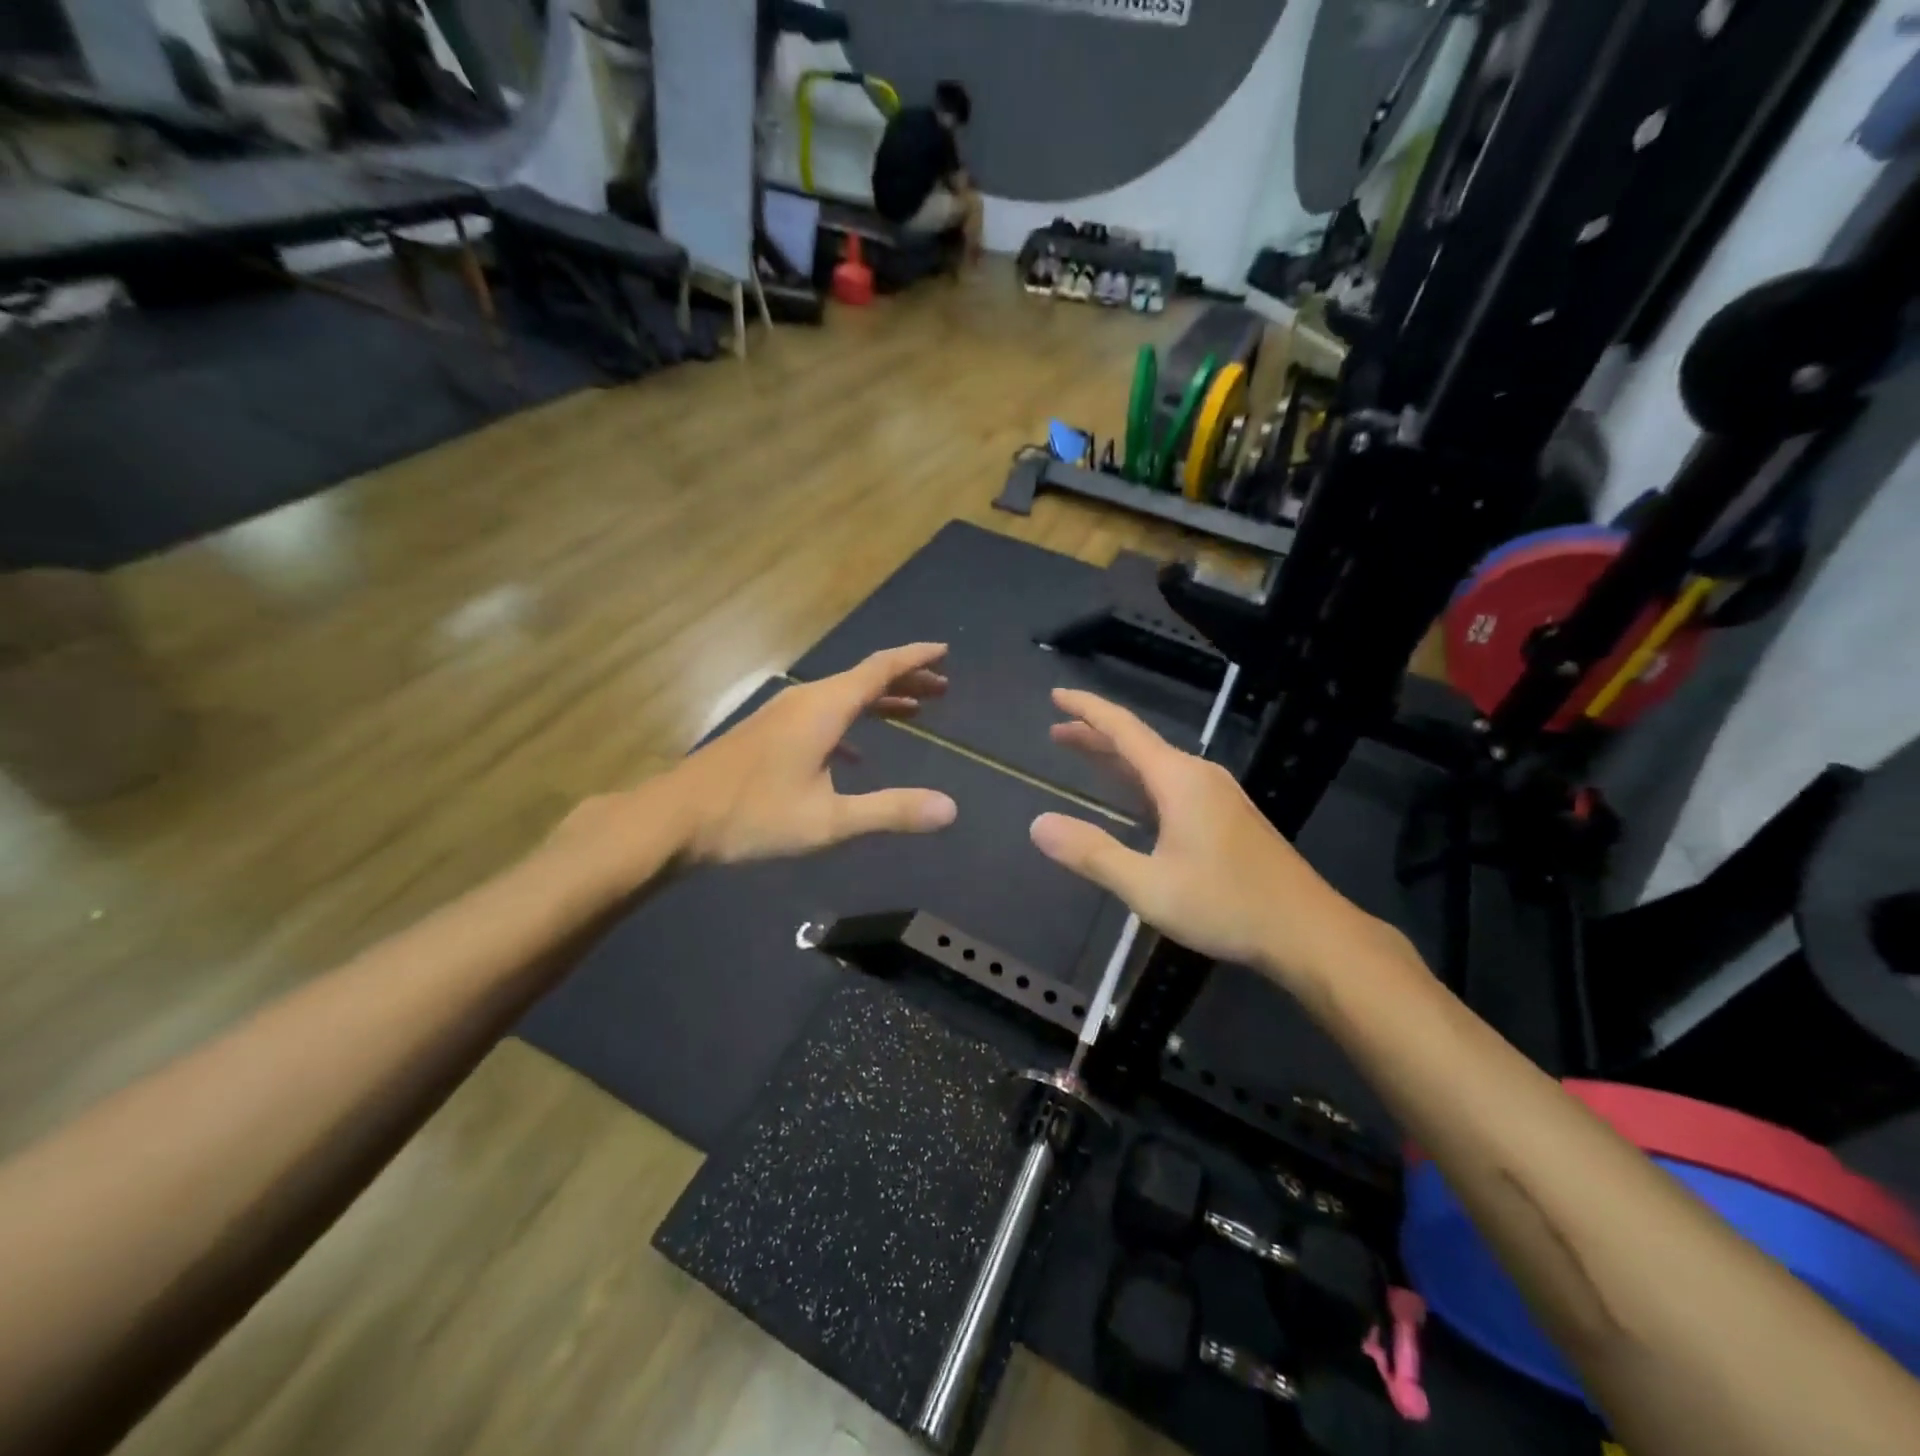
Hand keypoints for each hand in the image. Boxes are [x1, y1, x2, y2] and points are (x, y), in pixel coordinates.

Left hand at [667, 643, 957, 865]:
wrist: (674, 819)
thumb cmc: (753, 816)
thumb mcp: (828, 820)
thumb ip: (890, 811)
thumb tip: (950, 809)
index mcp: (824, 708)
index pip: (880, 668)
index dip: (915, 658)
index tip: (945, 651)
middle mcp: (805, 701)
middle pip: (863, 678)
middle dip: (905, 680)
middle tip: (942, 688)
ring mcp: (782, 715)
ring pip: (841, 697)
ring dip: (878, 701)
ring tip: (914, 712)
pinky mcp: (767, 733)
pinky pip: (821, 716)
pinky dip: (850, 725)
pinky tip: (856, 754)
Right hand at [1028, 689, 1379, 989]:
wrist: (1308, 932)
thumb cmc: (1227, 905)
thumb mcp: (1148, 886)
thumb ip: (1092, 853)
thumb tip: (1038, 824)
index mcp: (1179, 780)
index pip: (1124, 730)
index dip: (1088, 710)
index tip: (1058, 694)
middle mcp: (1199, 777)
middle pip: (1139, 744)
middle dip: (1095, 735)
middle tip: (1056, 731)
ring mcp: (1219, 796)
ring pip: (1157, 765)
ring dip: (1118, 759)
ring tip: (1084, 756)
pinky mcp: (1229, 818)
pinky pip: (1173, 785)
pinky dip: (1140, 781)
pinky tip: (1134, 800)